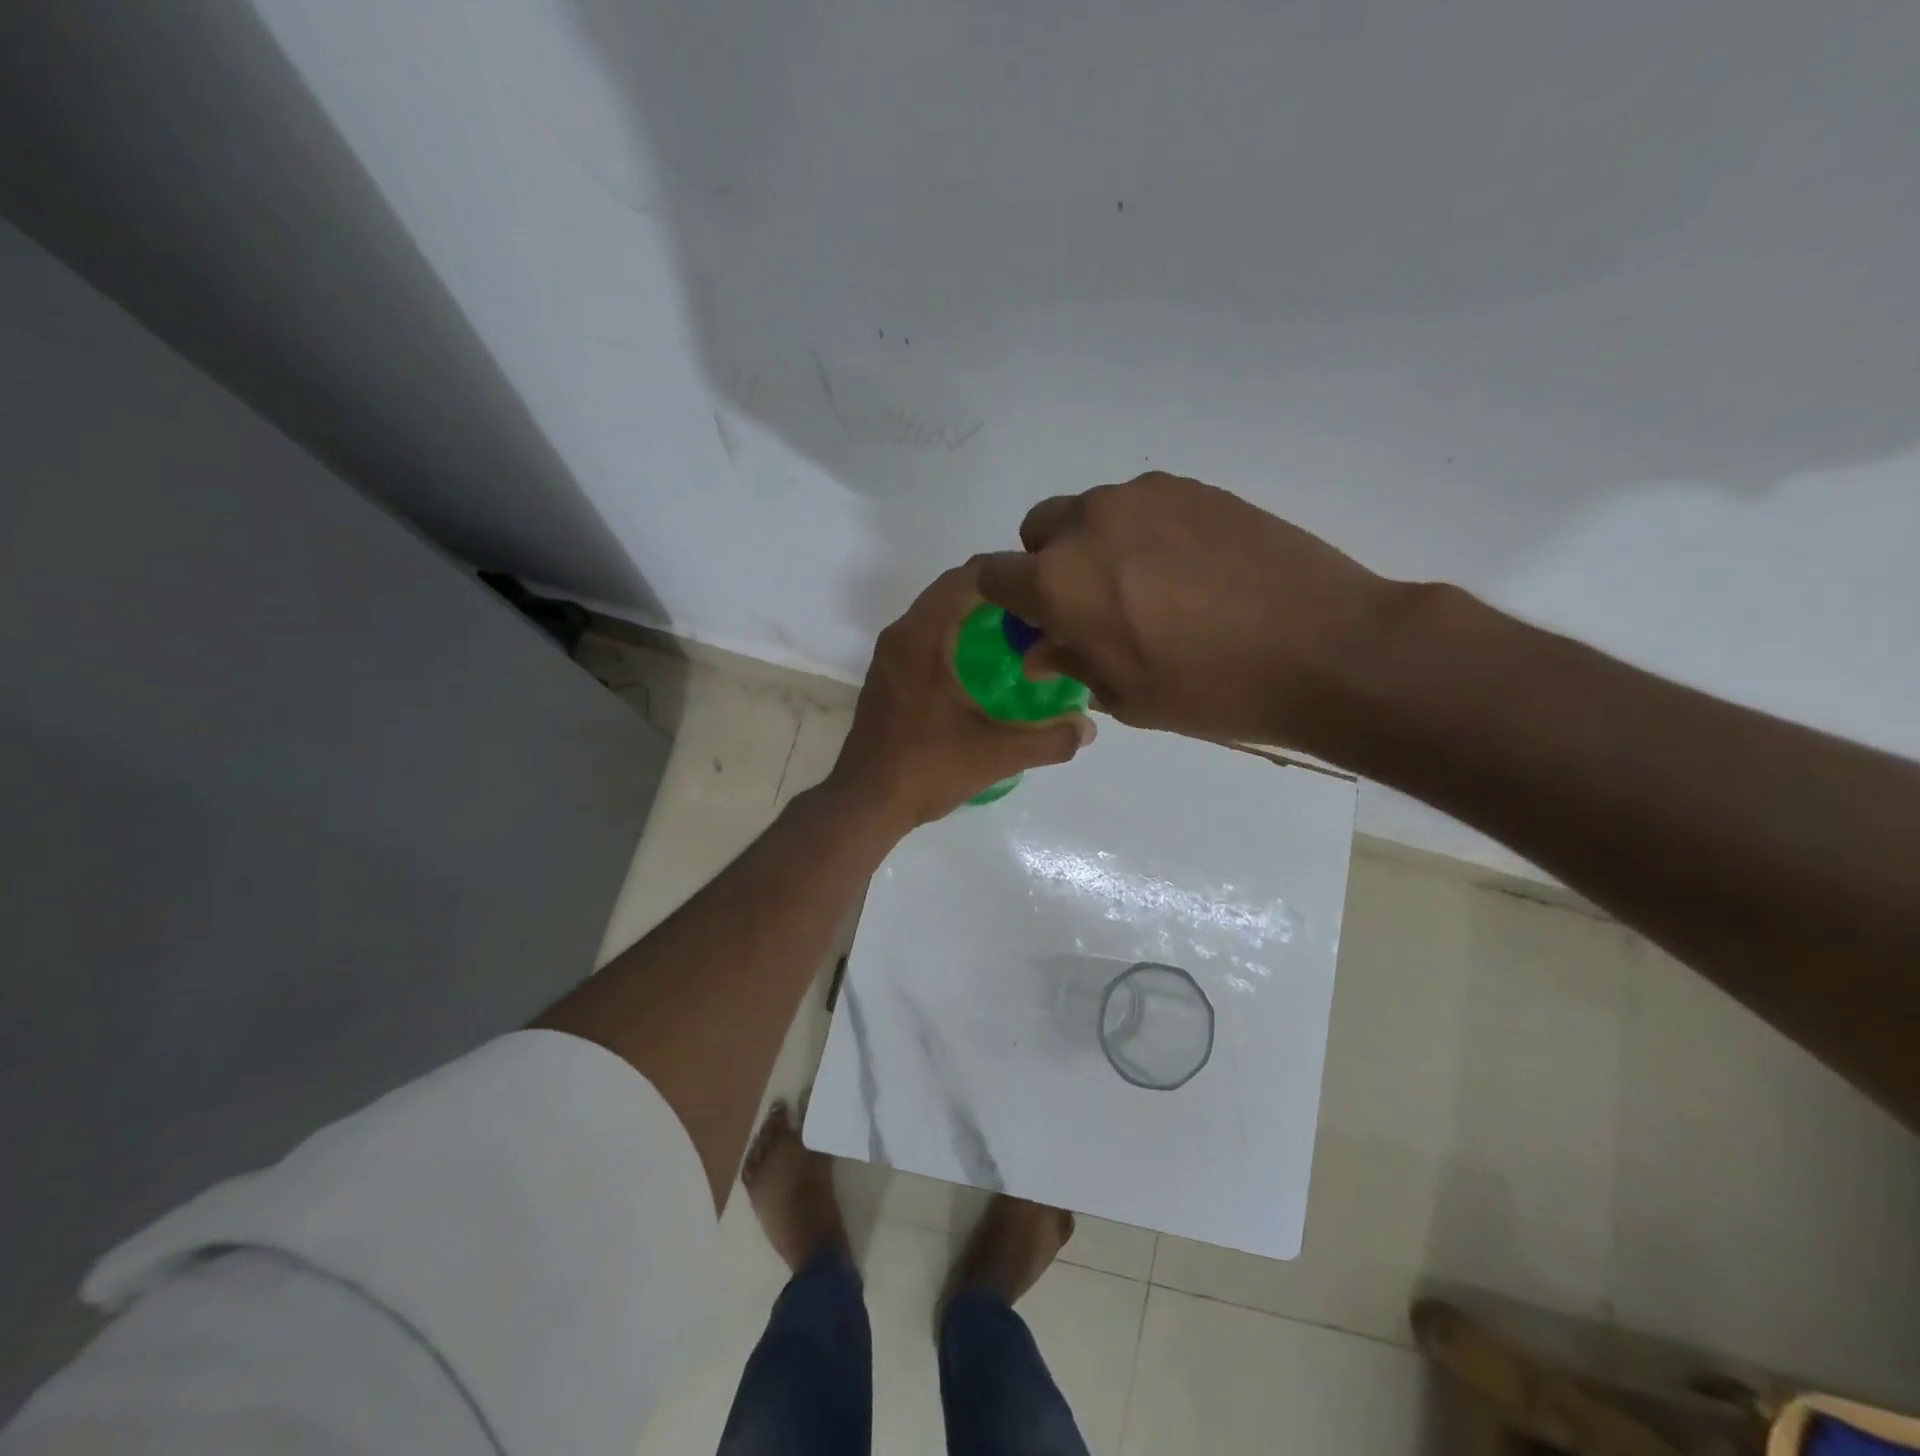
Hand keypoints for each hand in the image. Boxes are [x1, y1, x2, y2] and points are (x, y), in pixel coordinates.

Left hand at [827, 561, 1095, 829]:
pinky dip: (956, 637)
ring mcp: (890, 657)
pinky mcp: (887, 677)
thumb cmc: (927, 768)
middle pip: (952, 591)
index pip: (968, 577)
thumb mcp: (997, 754)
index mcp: (921, 637)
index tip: (1046, 585)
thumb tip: (1088, 728)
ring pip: (937, 615)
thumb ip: (1049, 739)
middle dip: (997, 594)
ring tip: (1020, 634)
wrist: (866, 803)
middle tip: (1041, 611)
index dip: (1009, 573)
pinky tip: (985, 667)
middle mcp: (901, 635)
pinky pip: (926, 638)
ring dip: (975, 616)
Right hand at [974, 472, 1394, 750]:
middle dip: (1047, 563)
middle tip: (1090, 604)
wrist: (1322, 646)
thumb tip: (1042, 649)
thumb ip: (1073, 662)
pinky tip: (1188, 569)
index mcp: (1060, 582)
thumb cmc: (1211, 689)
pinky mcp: (1193, 487)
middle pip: (1039, 528)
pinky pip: (1141, 505)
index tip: (1027, 618)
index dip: (1003, 598)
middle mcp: (1090, 524)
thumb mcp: (1128, 696)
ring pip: (1092, 512)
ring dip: (1097, 544)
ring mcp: (1144, 498)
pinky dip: (1143, 532)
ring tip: (1148, 586)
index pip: (995, 574)